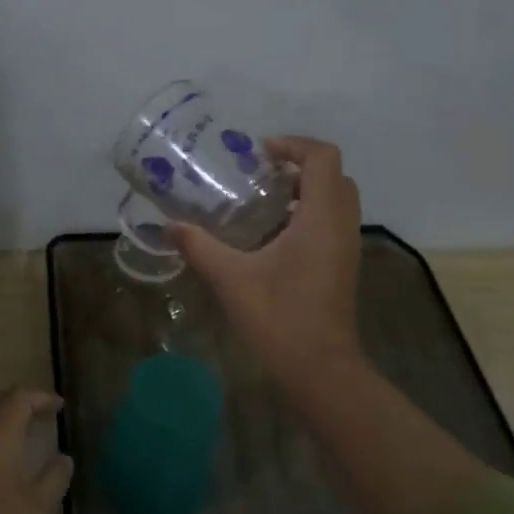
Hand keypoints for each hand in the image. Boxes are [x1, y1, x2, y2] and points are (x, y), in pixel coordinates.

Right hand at [168, 135, 365, 386]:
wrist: (318, 368)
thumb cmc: (278, 317)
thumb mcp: (230, 278)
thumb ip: (198, 246)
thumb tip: (168, 228)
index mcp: (321, 218)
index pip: (322, 157)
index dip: (293, 145)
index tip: (258, 155)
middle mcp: (341, 225)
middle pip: (332, 175)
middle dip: (298, 166)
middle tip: (259, 175)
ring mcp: (345, 247)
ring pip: (334, 200)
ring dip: (303, 191)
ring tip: (260, 202)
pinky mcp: (341, 266)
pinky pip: (330, 223)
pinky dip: (306, 215)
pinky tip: (268, 237)